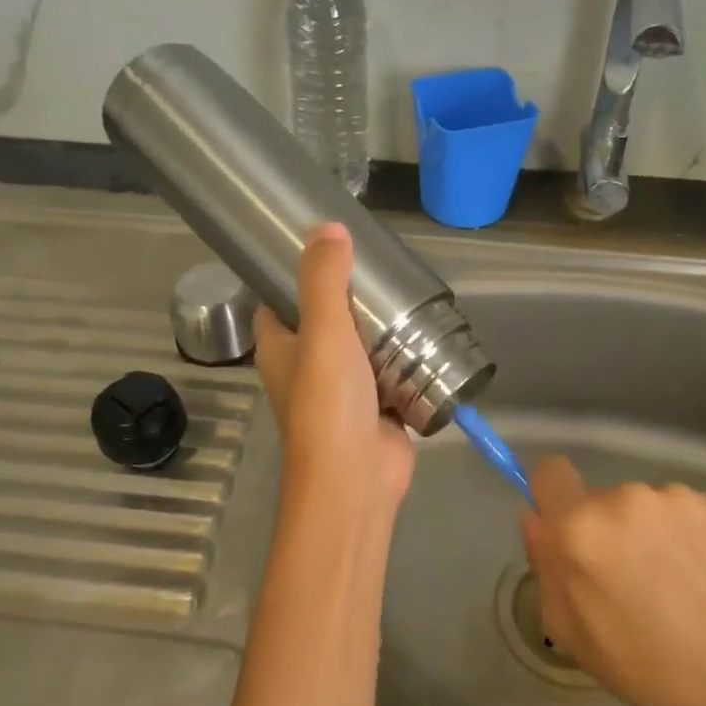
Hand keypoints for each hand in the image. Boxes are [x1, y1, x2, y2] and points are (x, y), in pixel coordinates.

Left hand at [254, 224, 414, 519]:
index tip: (326, 248)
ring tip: (407, 292)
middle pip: (326, 320)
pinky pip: (390, 372)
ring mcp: (343, 390)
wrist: (356, 478)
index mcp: (280, 349)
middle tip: (380, 267)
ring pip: (361, 346)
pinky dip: (405, 357)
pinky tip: (427, 333)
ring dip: (381, 327)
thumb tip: (327, 227)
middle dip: (351, 297)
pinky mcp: (377, 407)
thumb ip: (324, 280)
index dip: (295, 275)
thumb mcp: (323, 331)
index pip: (278, 302)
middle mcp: (306, 367)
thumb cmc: (328, 403)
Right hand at [519, 457, 705, 705]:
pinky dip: (687, 535)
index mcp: (579, 527)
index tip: (567, 528)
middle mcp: (624, 497)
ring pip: (645, 505)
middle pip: (600, 498)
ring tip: (673, 582)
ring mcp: (675, 497)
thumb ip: (545, 563)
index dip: (553, 496)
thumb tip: (537, 518)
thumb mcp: (569, 629)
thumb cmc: (642, 666)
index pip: (549, 472)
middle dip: (607, 529)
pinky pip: (684, 511)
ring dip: (649, 531)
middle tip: (629, 578)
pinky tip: (702, 575)